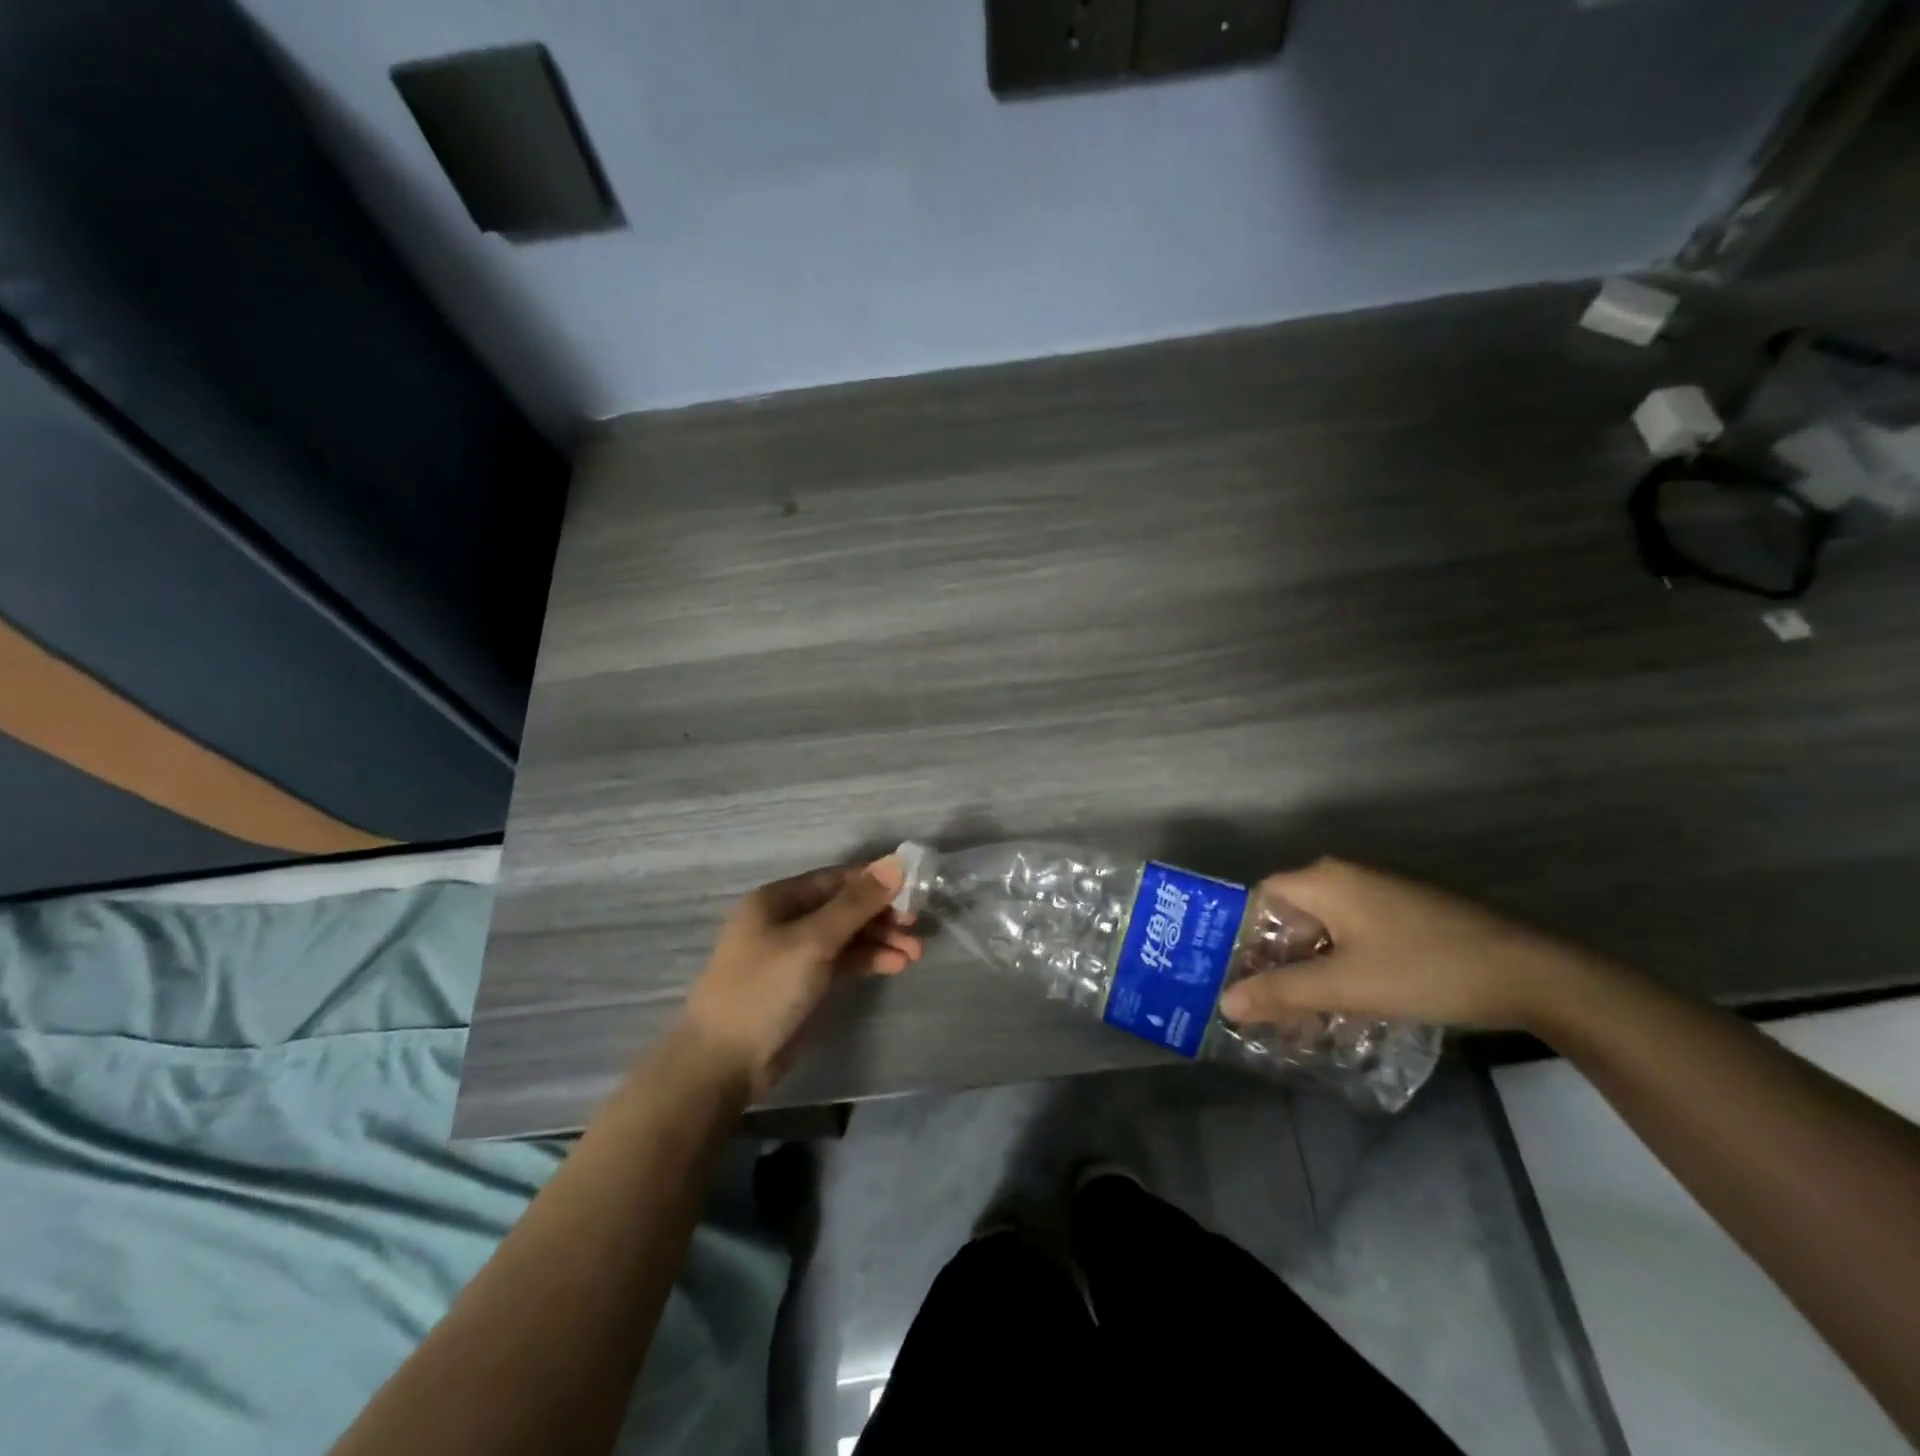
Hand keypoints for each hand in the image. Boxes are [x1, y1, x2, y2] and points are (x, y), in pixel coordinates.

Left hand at [680, 857, 922, 1093]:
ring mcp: (797, 952)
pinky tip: (897, 965)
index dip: (876, 882)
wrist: (723, 1062)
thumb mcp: (813, 941)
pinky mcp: (806, 982)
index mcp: (779, 898)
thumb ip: (856, 903)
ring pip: (848, 935)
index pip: (837, 878)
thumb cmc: (764, 989)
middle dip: (883, 915)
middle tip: (918, 927)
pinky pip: (844, 961)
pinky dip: (869, 960)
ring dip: (881, 940)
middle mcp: (788, 919)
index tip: (914, 890)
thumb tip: (895, 862)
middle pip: (845, 906)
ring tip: (916, 953)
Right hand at [1217, 858, 1591, 1031]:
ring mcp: (1379, 896)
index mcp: (1324, 880)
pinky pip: (1354, 939)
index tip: (1239, 982)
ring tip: (1301, 1022)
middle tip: (1266, 1010)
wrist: (1530, 974)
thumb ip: (1282, 993)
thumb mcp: (1345, 985)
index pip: (1261, 901)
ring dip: (1310, 974)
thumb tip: (1225, 1002)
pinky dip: (1341, 970)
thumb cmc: (1423, 969)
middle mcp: (1346, 878)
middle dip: (1278, 966)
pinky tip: (1345, 1011)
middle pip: (1292, 919)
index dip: (1245, 941)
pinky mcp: (1405, 917)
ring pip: (1324, 933)